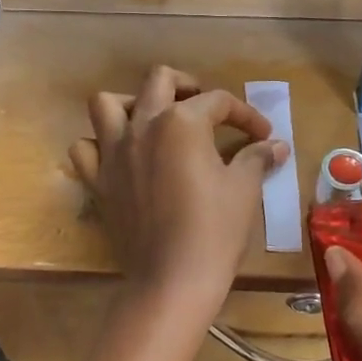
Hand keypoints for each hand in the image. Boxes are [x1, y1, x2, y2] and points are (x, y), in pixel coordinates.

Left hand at [69, 67, 290, 318]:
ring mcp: (113, 152)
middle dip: (187, 87)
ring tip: (153, 122)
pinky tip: (121, 158)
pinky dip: (100, 146)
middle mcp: (142, 126)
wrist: (173, 279)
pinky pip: (86, 149)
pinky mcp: (98, 181)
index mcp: (181, 122)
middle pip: (160, 81)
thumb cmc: (215, 230)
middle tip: (205, 110)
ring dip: (132, 104)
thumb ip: (256, 158)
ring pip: (108, 104)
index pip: (218, 102)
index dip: (246, 115)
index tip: (263, 136)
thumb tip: (276, 145)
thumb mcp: (243, 189)